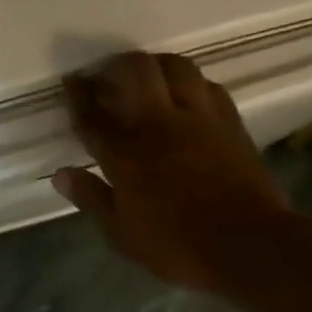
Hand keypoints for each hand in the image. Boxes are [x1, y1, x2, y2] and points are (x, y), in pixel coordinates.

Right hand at [51, 52, 289, 291]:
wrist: (250, 246)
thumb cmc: (178, 246)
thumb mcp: (122, 234)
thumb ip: (91, 198)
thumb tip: (61, 174)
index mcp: (126, 155)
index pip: (93, 116)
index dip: (78, 94)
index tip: (71, 80)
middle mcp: (160, 125)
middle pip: (136, 72)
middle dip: (116, 65)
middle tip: (109, 75)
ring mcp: (199, 119)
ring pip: (176, 67)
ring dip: (156, 64)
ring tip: (148, 76)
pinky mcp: (230, 123)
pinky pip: (209, 86)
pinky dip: (192, 83)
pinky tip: (188, 94)